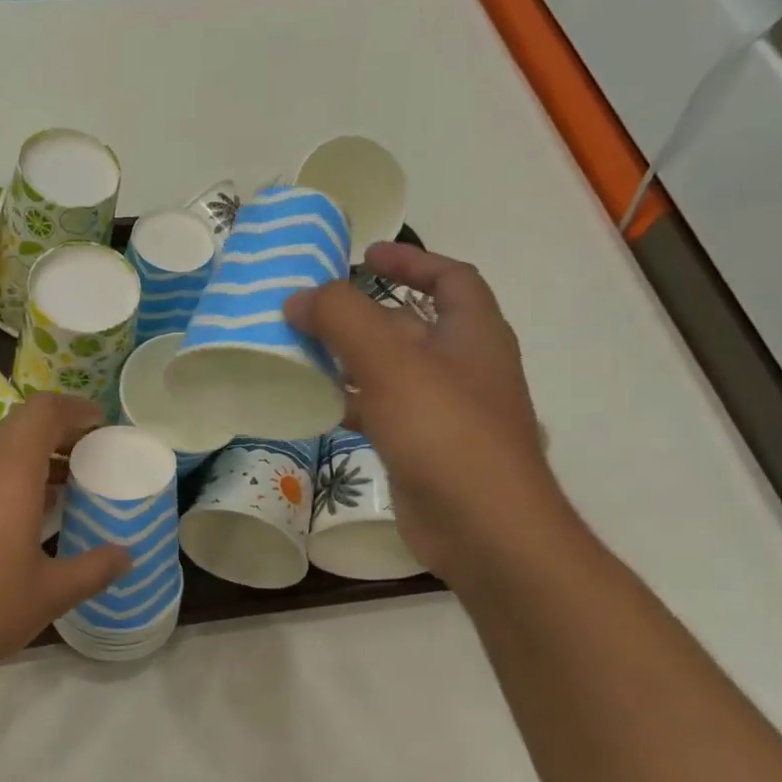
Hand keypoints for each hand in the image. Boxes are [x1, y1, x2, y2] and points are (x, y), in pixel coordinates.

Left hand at [0, 393, 129, 678]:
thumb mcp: (48, 593)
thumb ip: (93, 570)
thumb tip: (126, 556)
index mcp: (10, 470)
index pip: (44, 410)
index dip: (77, 410)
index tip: (104, 429)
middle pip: (24, 424)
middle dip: (63, 434)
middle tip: (95, 460)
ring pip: (2, 448)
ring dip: (37, 457)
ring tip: (70, 488)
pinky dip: (13, 476)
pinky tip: (28, 517)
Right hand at [285, 243, 567, 580]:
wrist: (483, 528)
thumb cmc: (446, 432)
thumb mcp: (391, 363)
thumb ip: (343, 320)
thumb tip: (298, 298)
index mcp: (474, 334)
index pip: (452, 278)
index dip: (412, 262)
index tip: (366, 254)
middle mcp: (464, 367)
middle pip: (411, 325)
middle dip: (363, 314)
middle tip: (310, 310)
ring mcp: (445, 411)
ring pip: (391, 371)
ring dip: (350, 359)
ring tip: (300, 351)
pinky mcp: (423, 449)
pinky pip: (382, 411)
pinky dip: (351, 401)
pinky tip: (315, 404)